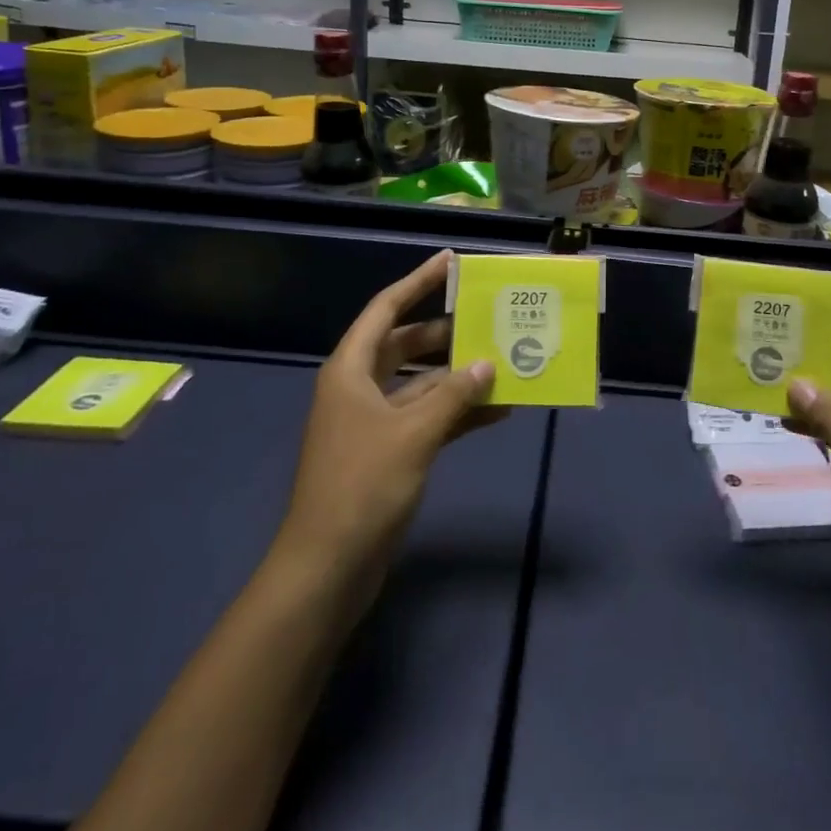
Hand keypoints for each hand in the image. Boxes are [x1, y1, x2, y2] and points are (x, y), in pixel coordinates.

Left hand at [269, 251, 501, 597]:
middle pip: (405, 344)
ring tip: (503, 362)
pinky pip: (427, 418)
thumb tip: (487, 363)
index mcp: (351, 370)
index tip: (450, 262)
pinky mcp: (388, 452)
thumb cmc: (362, 487)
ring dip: (457, 376)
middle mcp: (359, 388)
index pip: (386, 310)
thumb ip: (454, 394)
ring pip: (421, 383)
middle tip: (486, 318)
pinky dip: (457, 413)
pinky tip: (497, 411)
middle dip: (445, 332)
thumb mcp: (413, 434)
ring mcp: (373, 422)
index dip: (417, 282)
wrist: (327, 569)